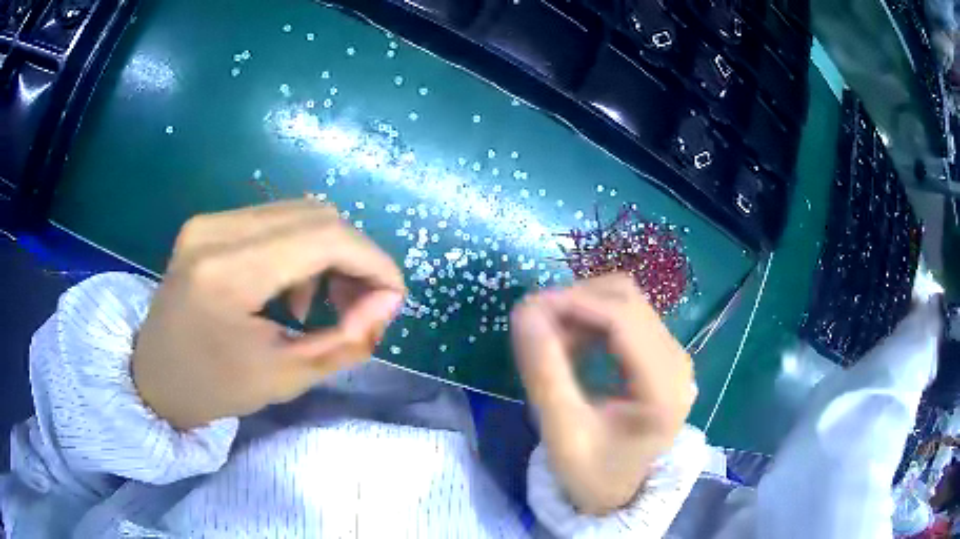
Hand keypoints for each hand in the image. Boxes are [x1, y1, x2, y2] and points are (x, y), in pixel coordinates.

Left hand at [132, 200, 405, 429]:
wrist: (154, 376)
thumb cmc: (214, 389)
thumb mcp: (285, 377)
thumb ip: (346, 340)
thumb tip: (388, 301)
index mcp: (228, 272)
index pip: (324, 237)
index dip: (372, 261)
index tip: (392, 296)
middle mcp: (216, 229)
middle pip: (317, 215)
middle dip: (354, 257)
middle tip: (361, 303)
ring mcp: (209, 220)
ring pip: (299, 213)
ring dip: (328, 252)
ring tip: (321, 301)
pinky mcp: (208, 223)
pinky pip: (274, 220)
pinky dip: (300, 249)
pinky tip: (289, 288)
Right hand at [511, 274, 695, 514]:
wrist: (618, 494)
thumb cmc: (591, 472)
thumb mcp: (562, 432)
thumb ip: (544, 372)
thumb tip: (524, 311)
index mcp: (663, 388)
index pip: (623, 318)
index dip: (574, 302)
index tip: (527, 307)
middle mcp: (677, 362)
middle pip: (627, 301)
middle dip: (575, 302)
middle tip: (533, 323)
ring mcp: (673, 356)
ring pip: (626, 302)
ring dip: (583, 308)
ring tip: (549, 336)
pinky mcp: (661, 356)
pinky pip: (627, 317)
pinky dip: (593, 319)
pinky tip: (571, 342)